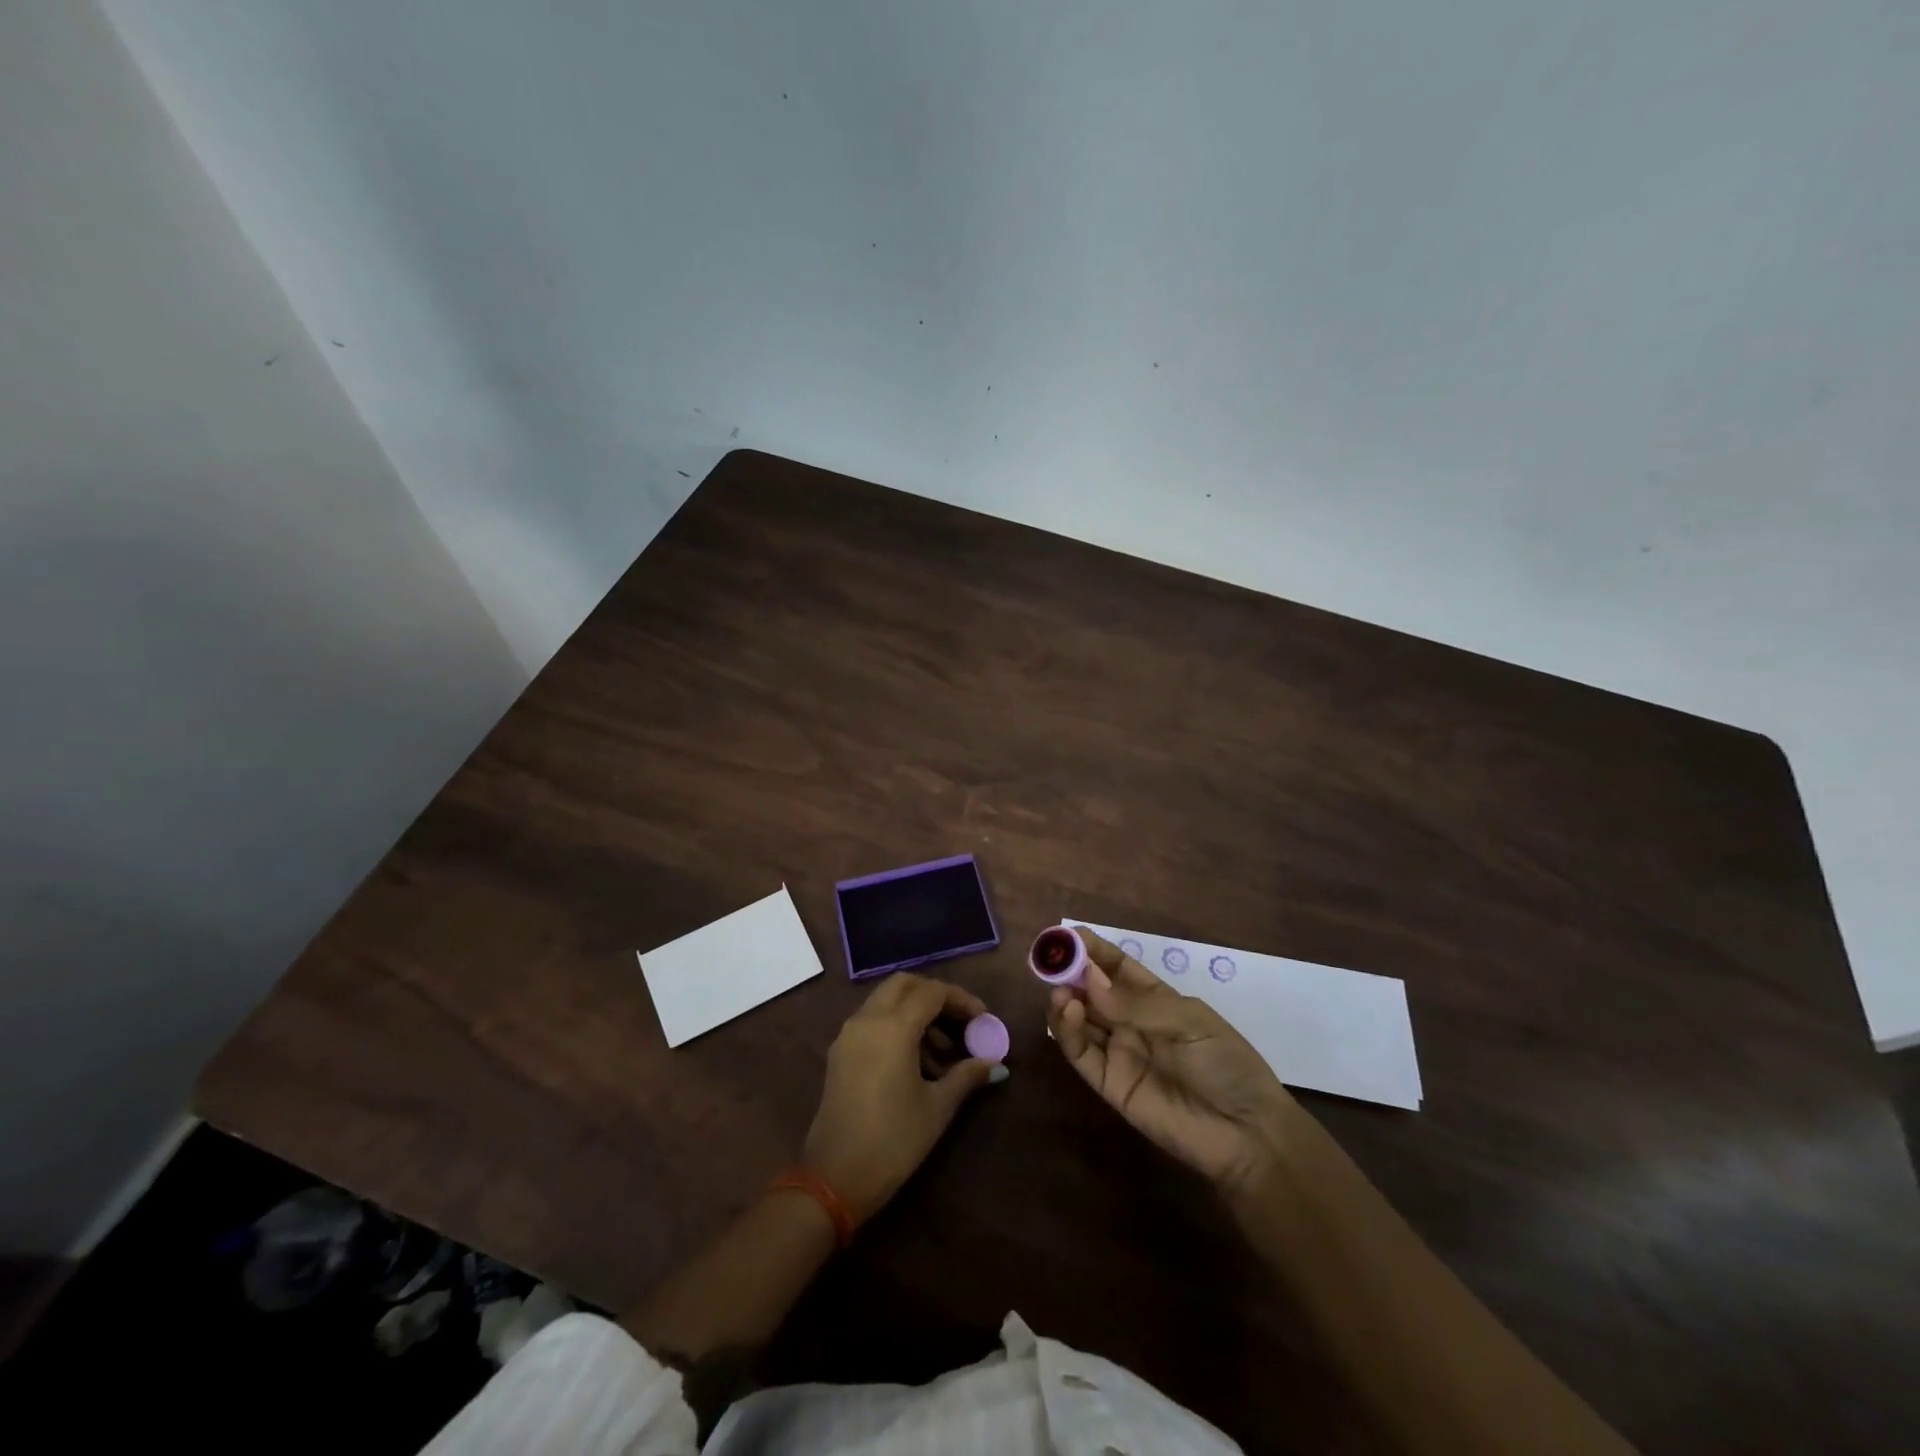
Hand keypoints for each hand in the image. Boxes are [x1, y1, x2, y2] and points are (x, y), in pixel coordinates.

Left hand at [803, 975, 997, 1223]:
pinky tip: (915, 1062)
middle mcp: (867, 1020)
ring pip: (886, 1000)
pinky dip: (896, 1025)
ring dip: (915, 1011)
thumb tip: (994, 1063)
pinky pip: (872, 1020)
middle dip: (935, 995)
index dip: (961, 1000)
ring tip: (942, 1052)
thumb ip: (966, 1076)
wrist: (835, 1179)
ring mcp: (849, 1034)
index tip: (983, 1019)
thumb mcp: (937, 1108)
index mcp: (893, 1027)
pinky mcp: (840, 1052)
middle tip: (960, 1021)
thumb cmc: (893, 1141)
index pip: (932, 993)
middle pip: (904, 984)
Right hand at [1047, 928, 1299, 1199]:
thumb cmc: (1227, 1065)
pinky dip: (1067, 1032)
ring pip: (1081, 1020)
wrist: (1246, 1134)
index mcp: (1156, 1000)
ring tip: (1059, 990)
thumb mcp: (1190, 1022)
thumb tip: (1089, 981)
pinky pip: (1081, 1054)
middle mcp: (1132, 1022)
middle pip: (1093, 992)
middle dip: (1071, 973)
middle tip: (1050, 961)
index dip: (1092, 950)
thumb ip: (1137, 1004)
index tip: (1066, 936)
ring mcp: (1119, 1053)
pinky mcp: (1110, 1084)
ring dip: (1065, 1000)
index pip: (1117, 967)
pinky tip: (1066, 1012)